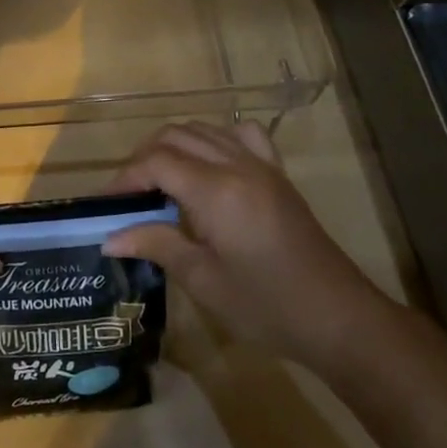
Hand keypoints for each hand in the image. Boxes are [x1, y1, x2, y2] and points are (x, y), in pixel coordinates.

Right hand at [103, 121, 396, 375]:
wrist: (338, 318)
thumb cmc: (266, 306)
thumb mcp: (203, 280)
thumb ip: (157, 245)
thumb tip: (110, 238)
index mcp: (216, 191)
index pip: (156, 162)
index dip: (125, 178)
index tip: (108, 205)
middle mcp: (237, 165)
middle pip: (175, 136)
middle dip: (144, 159)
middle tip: (130, 197)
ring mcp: (261, 165)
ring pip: (204, 130)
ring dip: (174, 147)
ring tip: (159, 184)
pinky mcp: (278, 175)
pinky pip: (242, 135)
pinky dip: (215, 140)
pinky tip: (208, 166)